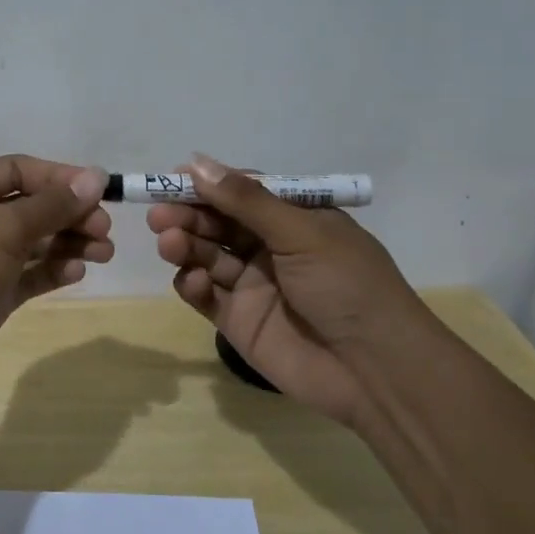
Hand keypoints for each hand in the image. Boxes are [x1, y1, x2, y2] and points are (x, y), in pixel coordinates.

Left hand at [0, 155, 111, 396]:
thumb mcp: (3, 227)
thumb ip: (52, 204)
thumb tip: (94, 175)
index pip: (20, 170)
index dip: (61, 178)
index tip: (101, 191)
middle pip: (31, 206)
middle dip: (70, 214)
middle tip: (104, 229)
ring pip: (33, 242)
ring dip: (68, 243)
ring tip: (104, 253)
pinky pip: (28, 274)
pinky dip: (52, 270)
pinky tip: (76, 272)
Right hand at [148, 154, 442, 423]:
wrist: (375, 370)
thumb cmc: (347, 285)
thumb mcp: (302, 233)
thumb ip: (246, 200)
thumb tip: (196, 163)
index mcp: (295, 219)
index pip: (242, 192)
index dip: (208, 184)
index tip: (172, 179)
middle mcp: (271, 247)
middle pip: (218, 223)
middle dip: (188, 215)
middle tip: (159, 215)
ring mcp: (252, 285)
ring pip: (206, 255)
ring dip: (185, 245)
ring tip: (170, 242)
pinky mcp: (238, 320)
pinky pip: (204, 294)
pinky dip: (191, 284)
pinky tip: (192, 280)